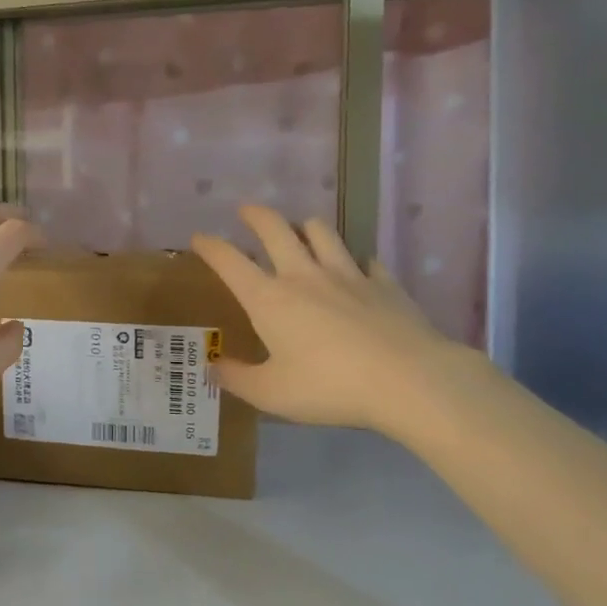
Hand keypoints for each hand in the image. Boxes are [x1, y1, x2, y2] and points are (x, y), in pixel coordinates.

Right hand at [191, 206, 465, 432]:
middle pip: (276, 230)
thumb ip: (237, 378)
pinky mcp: (384, 284)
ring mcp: (348, 275)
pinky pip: (365, 261)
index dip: (210, 247)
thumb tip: (213, 366)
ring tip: (301, 230)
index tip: (198, 237)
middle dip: (256, 216)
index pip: (230, 262)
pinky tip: (357, 270)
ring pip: (322, 232)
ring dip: (305, 227)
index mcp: (270, 300)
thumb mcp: (270, 394)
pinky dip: (355, 261)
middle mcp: (305, 276)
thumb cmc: (328, 387)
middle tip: (246, 211)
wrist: (408, 380)